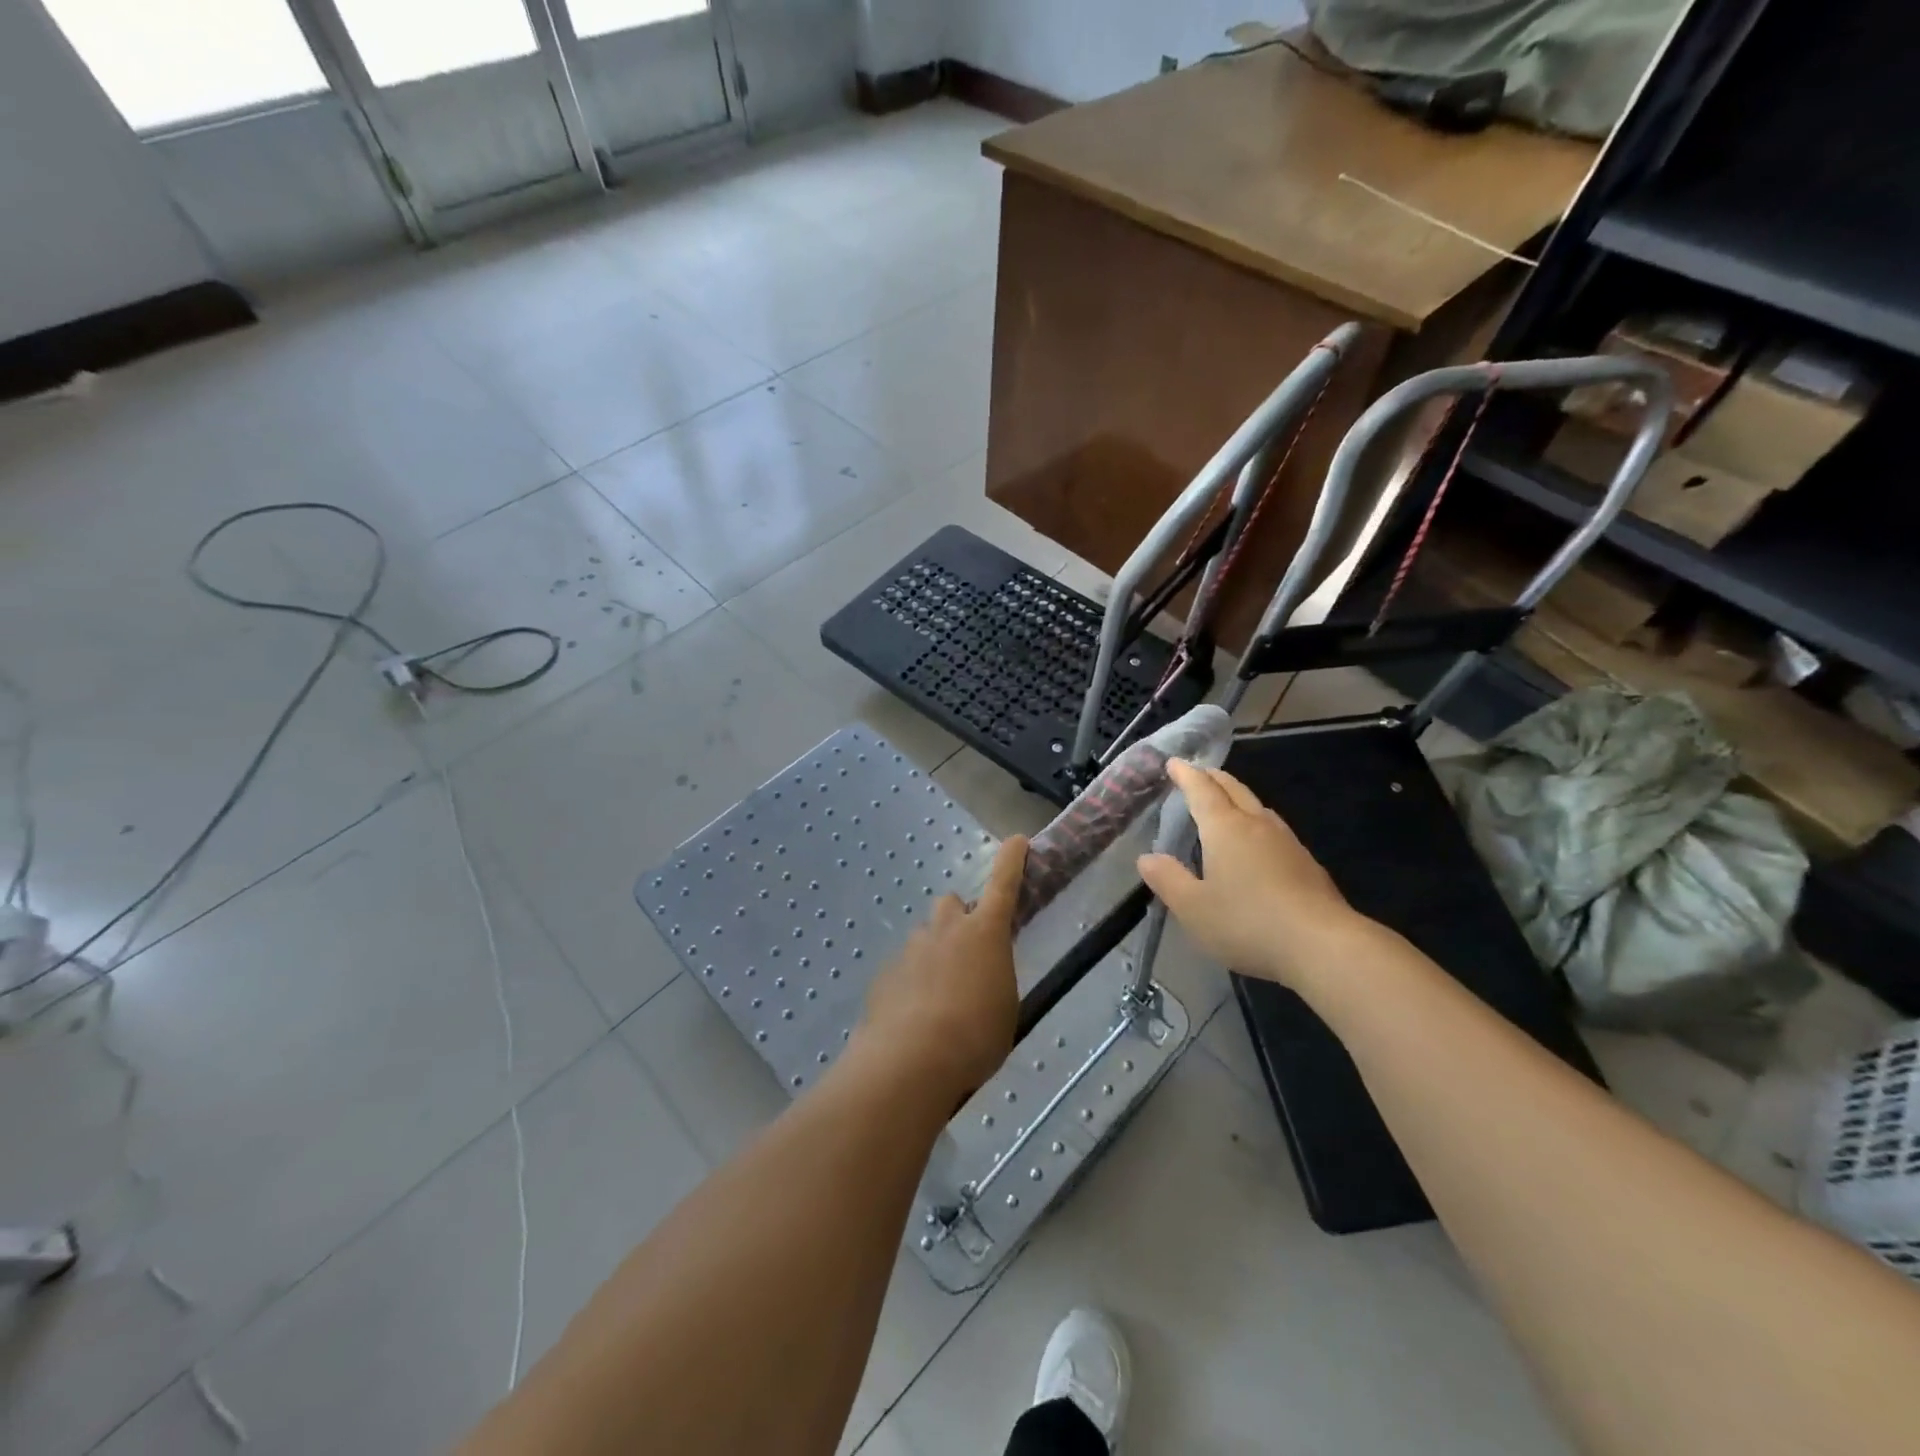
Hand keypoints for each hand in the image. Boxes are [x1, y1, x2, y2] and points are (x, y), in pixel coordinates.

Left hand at [859, 836, 1027, 1098]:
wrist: (911, 1060)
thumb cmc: (975, 1035)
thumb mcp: (1005, 1009)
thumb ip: (996, 981)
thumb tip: (984, 978)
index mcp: (985, 933)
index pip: (1003, 884)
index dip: (1011, 861)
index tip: (1016, 840)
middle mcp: (946, 929)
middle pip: (952, 904)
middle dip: (960, 919)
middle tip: (968, 953)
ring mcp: (912, 948)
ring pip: (926, 938)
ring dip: (936, 954)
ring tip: (941, 998)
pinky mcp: (886, 972)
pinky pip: (905, 969)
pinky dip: (913, 984)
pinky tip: (915, 1018)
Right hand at [1137, 760, 1365, 990]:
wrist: (1322, 945)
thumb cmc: (1247, 922)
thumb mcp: (1193, 907)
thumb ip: (1167, 880)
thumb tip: (1146, 858)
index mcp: (1225, 829)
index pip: (1202, 790)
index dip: (1186, 775)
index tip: (1174, 762)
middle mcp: (1256, 825)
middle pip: (1234, 789)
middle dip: (1213, 777)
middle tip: (1198, 773)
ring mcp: (1287, 842)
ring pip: (1258, 807)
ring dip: (1238, 797)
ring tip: (1226, 803)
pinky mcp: (1307, 863)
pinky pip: (1274, 829)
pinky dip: (1256, 822)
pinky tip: (1258, 843)